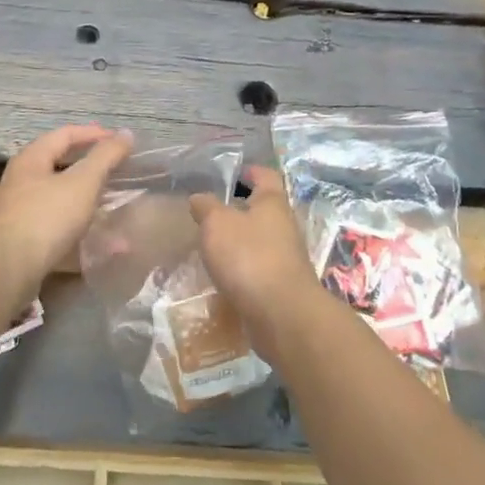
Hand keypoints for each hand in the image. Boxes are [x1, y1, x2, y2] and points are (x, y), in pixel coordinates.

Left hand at [0, 125, 133, 295]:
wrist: (7, 271)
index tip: (120, 141)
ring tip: (111, 208)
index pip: (65, 134)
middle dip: (89, 168)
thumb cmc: (46, 217)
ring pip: (58, 200)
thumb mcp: (83, 182)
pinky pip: (55, 230)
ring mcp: (16, 214)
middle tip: (116, 171)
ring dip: (86, 202)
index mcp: (31, 160)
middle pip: (58, 166)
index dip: (94, 134)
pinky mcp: (19, 243)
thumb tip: (126, 133)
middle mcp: (19, 182)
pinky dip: (79, 232)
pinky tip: (100, 247)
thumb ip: (105, 157)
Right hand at [189, 165, 320, 341]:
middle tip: (209, 212)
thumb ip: (206, 207)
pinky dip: (241, 266)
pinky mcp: (281, 283)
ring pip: (259, 238)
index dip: (248, 170)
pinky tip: (222, 274)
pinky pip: (258, 266)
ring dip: (238, 239)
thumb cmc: (249, 257)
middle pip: (262, 207)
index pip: (264, 174)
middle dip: (238, 207)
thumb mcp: (217, 223)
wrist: (281, 314)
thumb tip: (199, 198)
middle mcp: (284, 224)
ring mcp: (285, 256)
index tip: (228, 173)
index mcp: (272, 202)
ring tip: (210, 244)